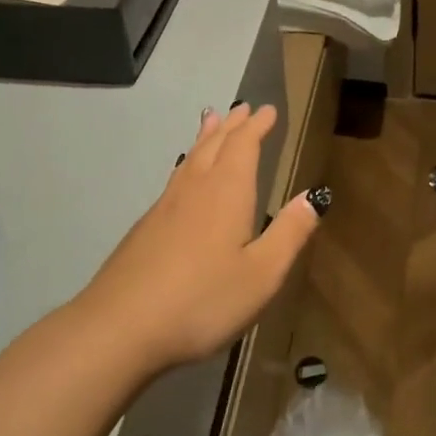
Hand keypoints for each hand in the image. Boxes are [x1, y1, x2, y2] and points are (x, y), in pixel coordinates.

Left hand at [78, 103, 325, 371]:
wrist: (119, 327)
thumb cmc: (202, 300)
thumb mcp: (261, 274)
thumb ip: (289, 233)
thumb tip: (315, 196)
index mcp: (227, 192)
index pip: (244, 145)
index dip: (257, 126)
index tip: (268, 110)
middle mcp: (195, 189)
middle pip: (215, 145)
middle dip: (233, 126)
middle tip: (243, 108)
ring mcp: (165, 206)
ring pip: (191, 158)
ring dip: (206, 137)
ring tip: (212, 121)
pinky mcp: (146, 227)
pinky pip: (175, 178)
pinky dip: (188, 162)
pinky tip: (184, 176)